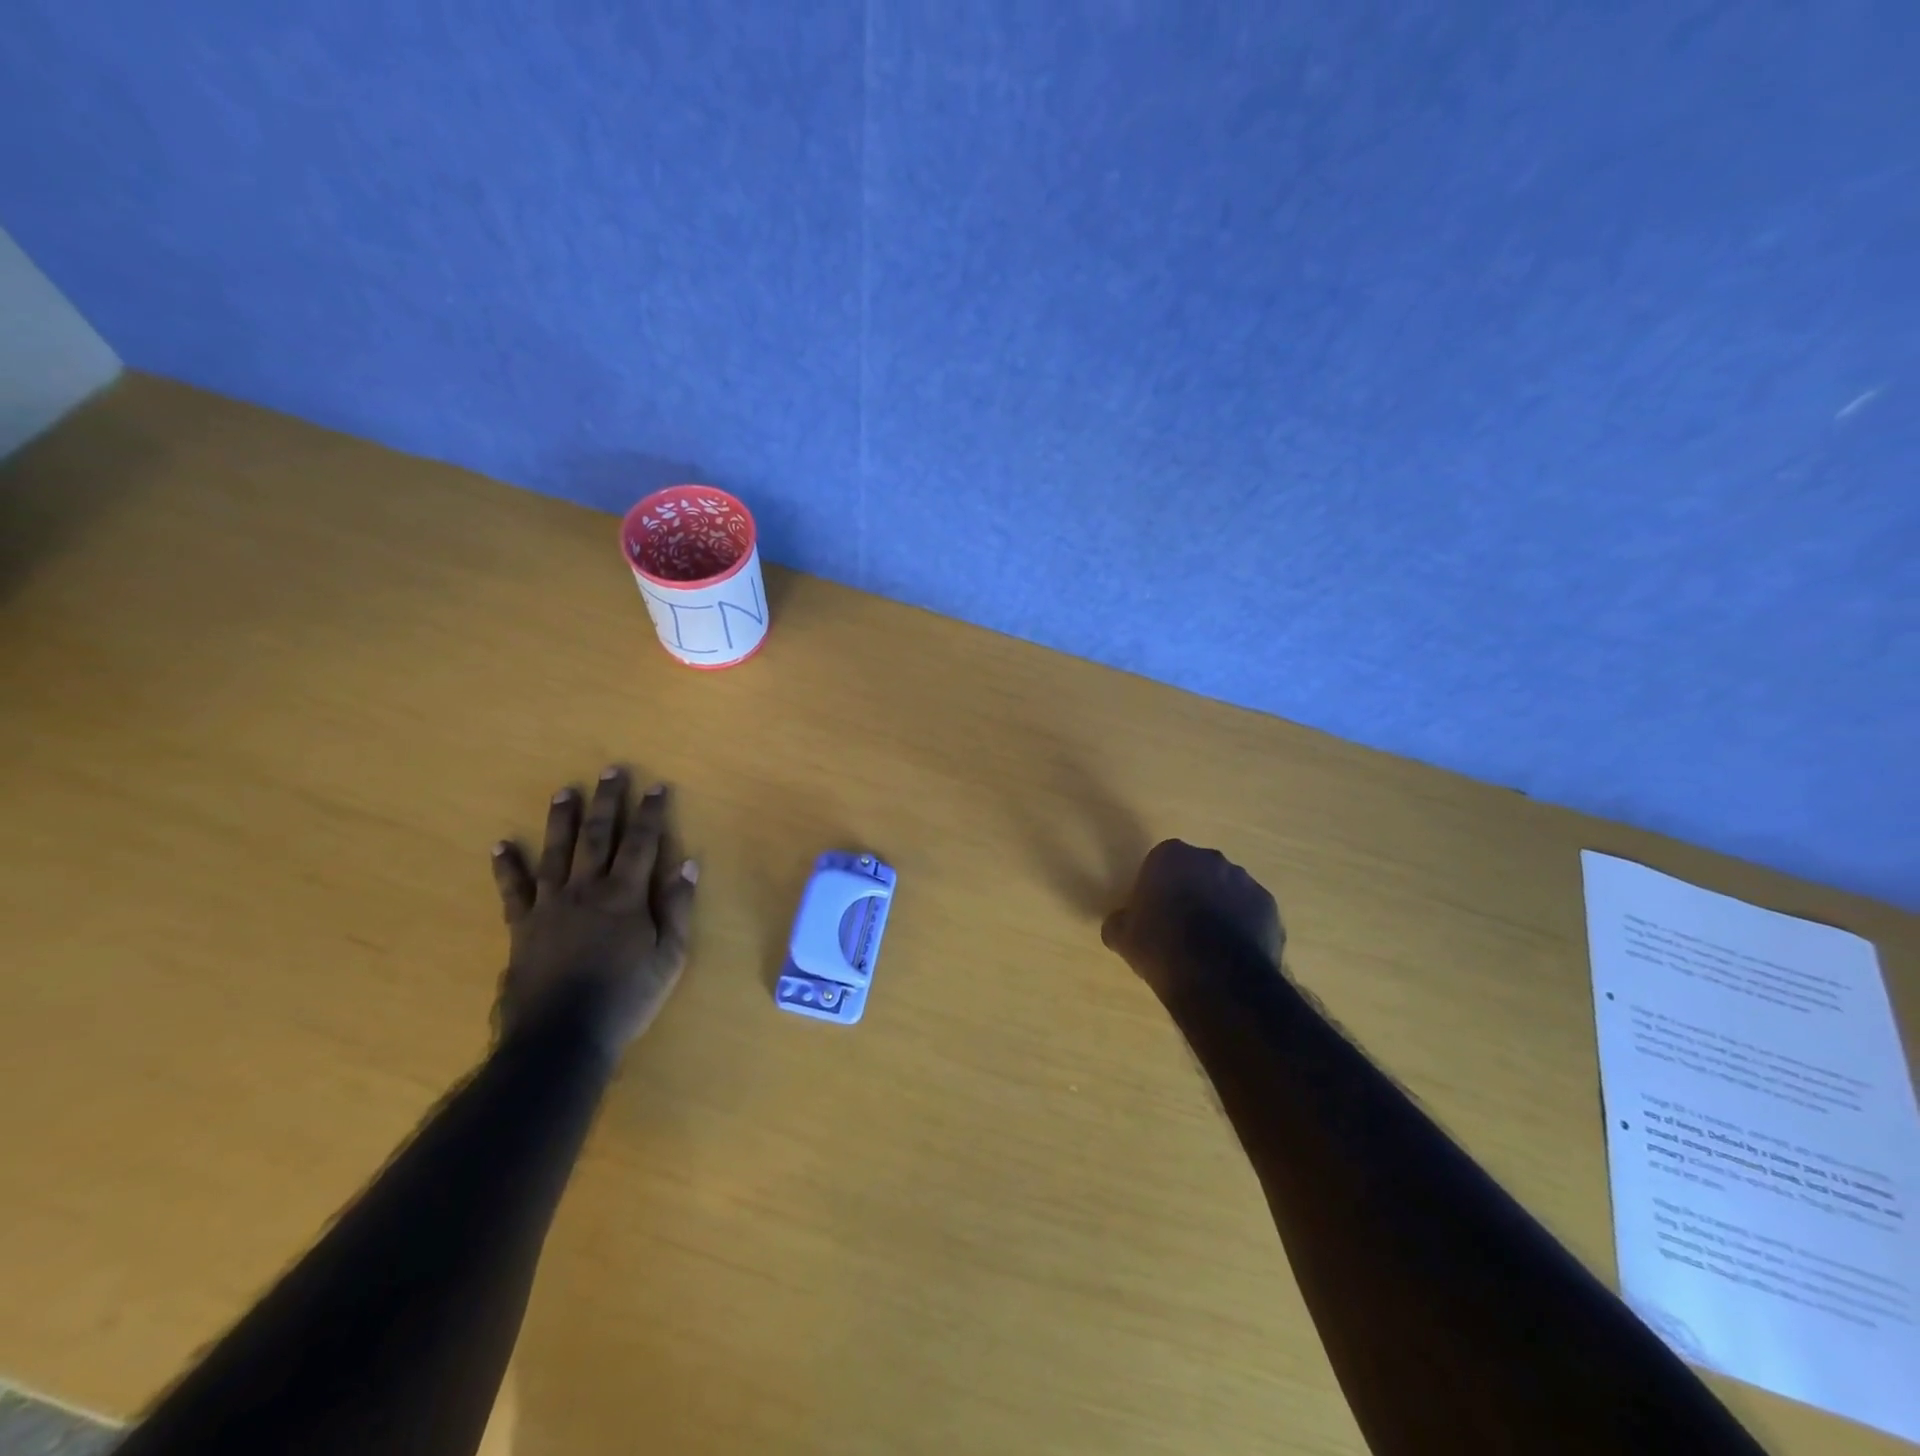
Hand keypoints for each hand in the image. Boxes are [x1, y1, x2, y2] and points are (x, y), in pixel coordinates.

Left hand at [491, 766, 698, 1057]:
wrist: (562, 1036)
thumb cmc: (626, 997)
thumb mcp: (669, 957)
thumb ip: (678, 908)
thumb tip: (687, 865)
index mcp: (625, 896)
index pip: (642, 843)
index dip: (650, 812)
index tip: (656, 786)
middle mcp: (587, 890)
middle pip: (597, 836)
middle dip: (607, 801)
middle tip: (610, 770)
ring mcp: (550, 905)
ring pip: (556, 852)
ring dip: (561, 819)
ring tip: (564, 791)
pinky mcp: (522, 925)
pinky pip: (513, 889)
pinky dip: (507, 866)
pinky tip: (501, 845)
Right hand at [1101, 839, 1283, 1001]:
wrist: (1216, 976)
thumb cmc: (1160, 946)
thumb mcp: (1122, 937)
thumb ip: (1120, 922)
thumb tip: (1120, 923)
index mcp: (1171, 855)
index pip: (1161, 861)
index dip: (1157, 885)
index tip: (1153, 910)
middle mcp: (1211, 858)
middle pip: (1197, 871)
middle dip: (1191, 891)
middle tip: (1180, 925)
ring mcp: (1245, 881)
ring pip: (1227, 890)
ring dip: (1219, 907)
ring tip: (1209, 944)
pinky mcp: (1270, 907)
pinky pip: (1251, 912)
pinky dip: (1244, 926)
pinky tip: (1232, 954)